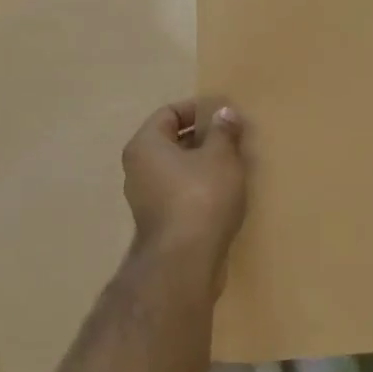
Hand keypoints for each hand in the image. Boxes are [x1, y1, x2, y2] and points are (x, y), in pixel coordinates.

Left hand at [121, 98, 248, 285]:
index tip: (226, 114)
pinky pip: (181, 191)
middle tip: (234, 138)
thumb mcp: (221, 156)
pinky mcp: (159, 221)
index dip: (199, 109)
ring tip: (234, 164)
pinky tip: (225, 191)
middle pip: (172, 140)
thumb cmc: (201, 196)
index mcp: (145, 145)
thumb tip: (224, 112)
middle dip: (204, 136)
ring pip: (178, 168)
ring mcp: (145, 198)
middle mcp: (137, 169)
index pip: (170, 113)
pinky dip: (200, 186)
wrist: (185, 262)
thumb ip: (223, 130)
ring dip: (204, 163)